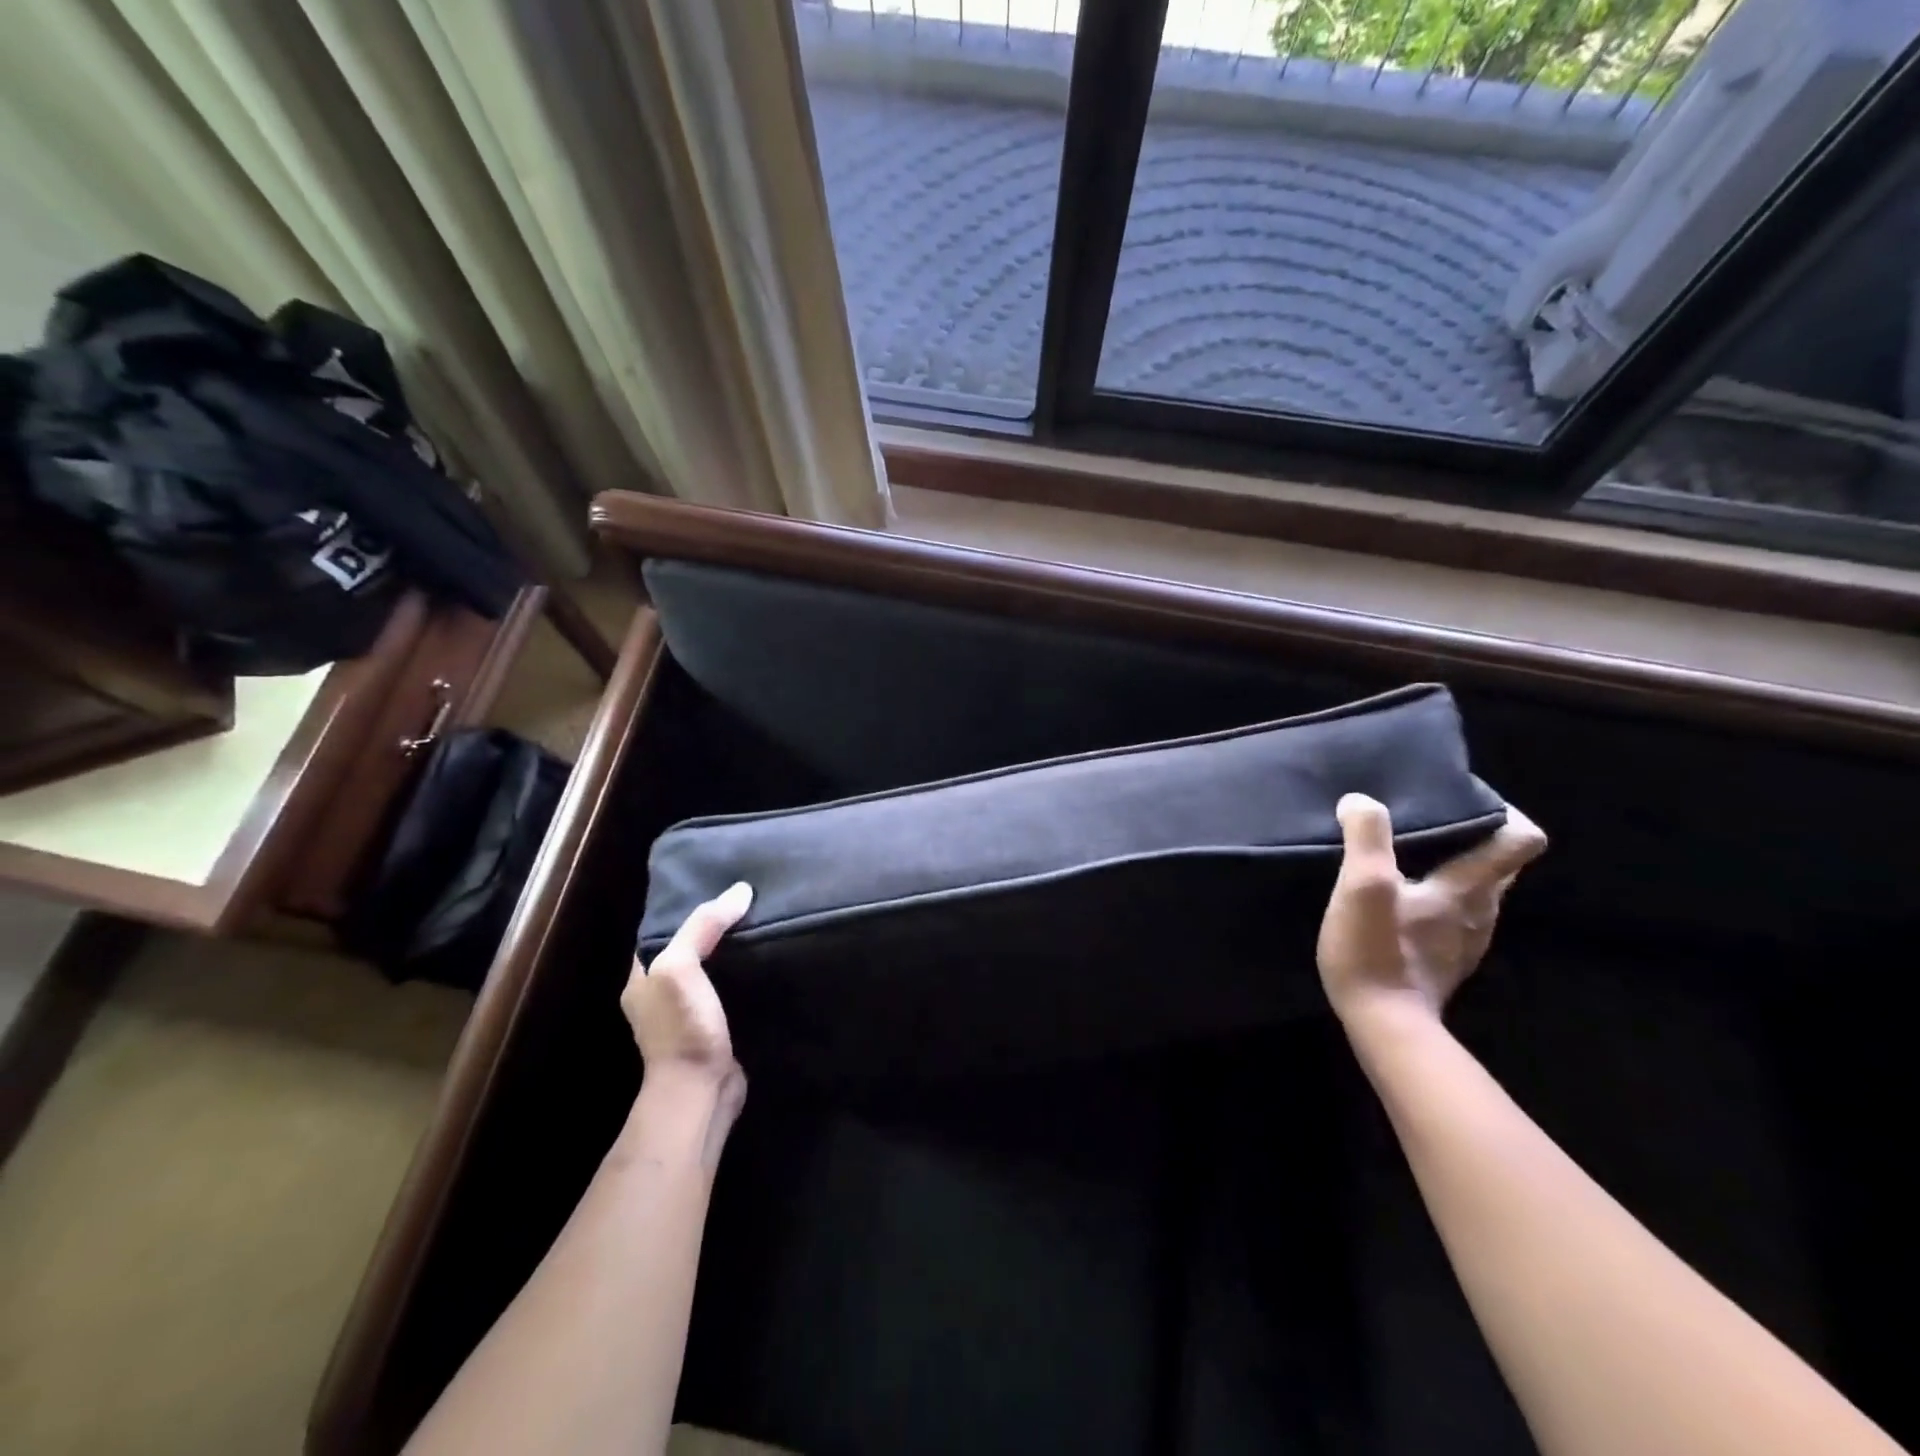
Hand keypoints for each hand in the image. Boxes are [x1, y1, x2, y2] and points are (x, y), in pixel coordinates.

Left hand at [622, 881, 752, 1085]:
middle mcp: (660, 993)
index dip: (682, 907)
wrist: (700, 1092)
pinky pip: (730, 990)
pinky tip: (766, 960)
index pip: (659, 930)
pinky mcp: (714, 1028)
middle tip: (745, 900)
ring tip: (762, 921)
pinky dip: (744, 975)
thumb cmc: (681, 1027)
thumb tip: (741, 891)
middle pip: (687, 947)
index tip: (715, 884)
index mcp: (641, 977)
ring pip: (711, 969)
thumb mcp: (680, 966)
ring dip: (731, 951)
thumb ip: (703, 926)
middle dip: (712, 926)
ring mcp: (687, 1014)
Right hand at [1317, 794, 1545, 1025]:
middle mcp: (1481, 910)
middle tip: (1428, 820)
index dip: (1503, 812)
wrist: (1384, 1025)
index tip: (1464, 797)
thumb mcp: (1363, 887)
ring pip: (1478, 888)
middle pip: (1501, 862)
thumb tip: (1361, 800)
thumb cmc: (1377, 951)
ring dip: (1454, 865)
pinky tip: (1401, 898)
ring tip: (1410, 853)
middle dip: (1474, 835)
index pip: (1520, 840)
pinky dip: (1438, 895)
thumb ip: (1367, 838)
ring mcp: (1467, 939)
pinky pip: (1455, 913)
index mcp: (1470, 888)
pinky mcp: (1446, 959)